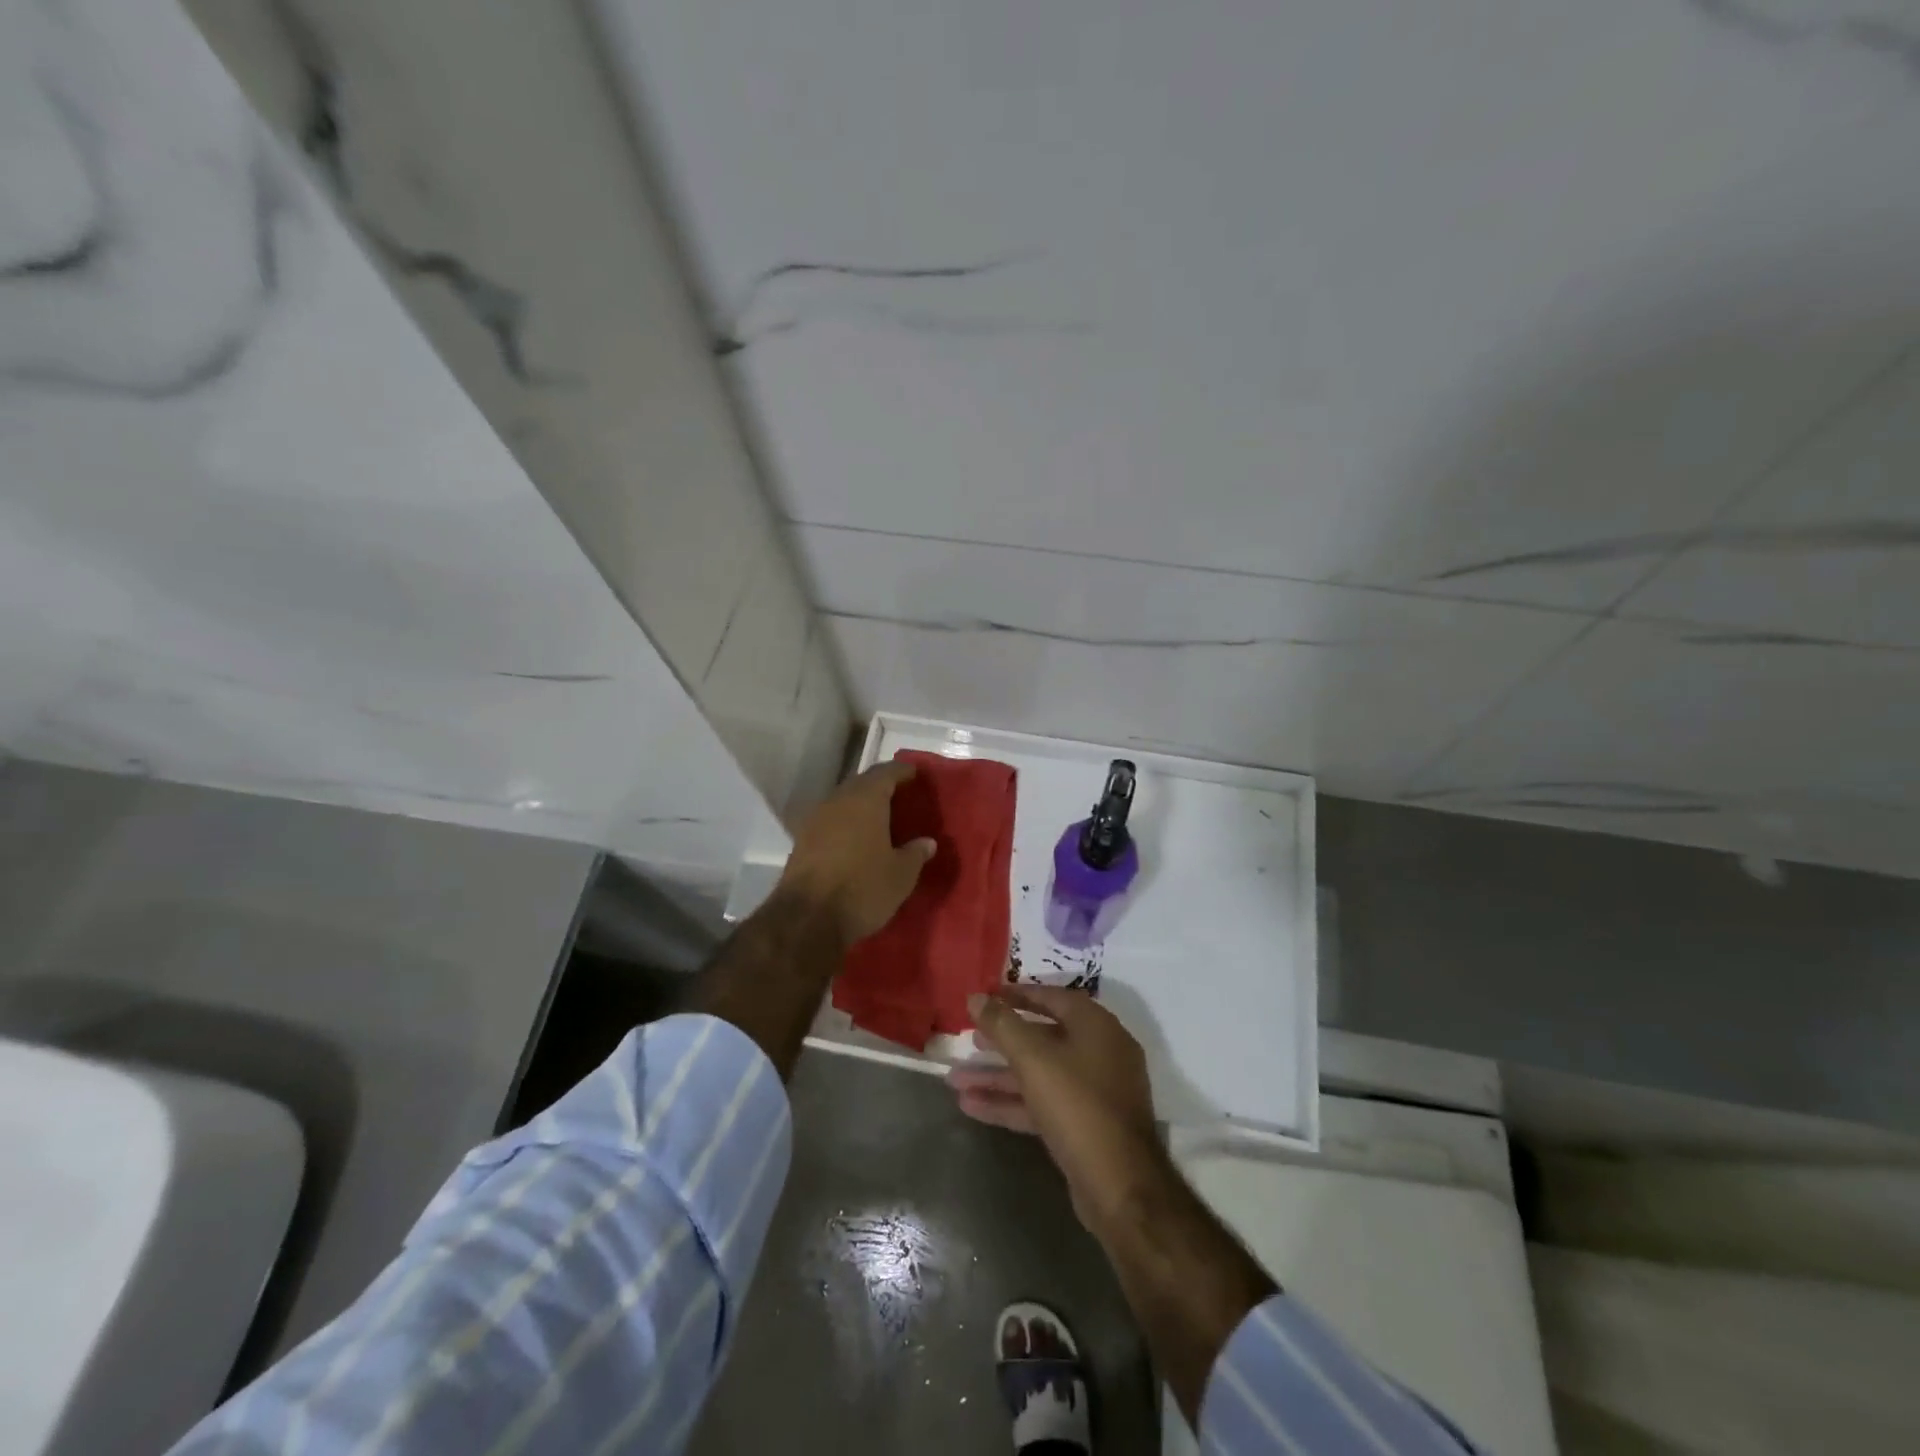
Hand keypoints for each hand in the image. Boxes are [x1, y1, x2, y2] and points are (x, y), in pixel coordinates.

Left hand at [775, 760, 936, 948]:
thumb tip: (927, 842)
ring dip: (862, 806)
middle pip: (863, 783)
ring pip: (845, 802)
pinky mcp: (802, 840)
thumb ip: (916, 853)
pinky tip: (858, 840)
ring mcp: (816, 819)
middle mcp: (838, 800)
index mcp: (866, 799)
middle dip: (882, 787)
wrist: (807, 919)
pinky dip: (847, 824)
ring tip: (882, 820)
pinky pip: (831, 821)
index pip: (887, 772)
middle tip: (902, 798)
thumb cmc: (862, 888)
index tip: (917, 776)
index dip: (903, 772)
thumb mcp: (901, 875)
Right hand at [948, 985, 1164, 1228]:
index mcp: (1096, 1026)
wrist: (1119, 1185)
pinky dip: (1011, 1102)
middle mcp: (1100, 1052)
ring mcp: (1094, 1092)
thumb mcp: (1033, 1059)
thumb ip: (1001, 1025)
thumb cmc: (1077, 1104)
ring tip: (955, 1079)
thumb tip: (975, 997)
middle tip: (969, 1039)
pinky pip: (1043, 1103)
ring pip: (1039, 1075)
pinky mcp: (1084, 1126)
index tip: (987, 997)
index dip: (1017, 996)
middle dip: (1003, 1040)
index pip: (1053, 997)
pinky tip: (971, 1106)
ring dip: (998, 1077)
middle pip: (1044, 1037)